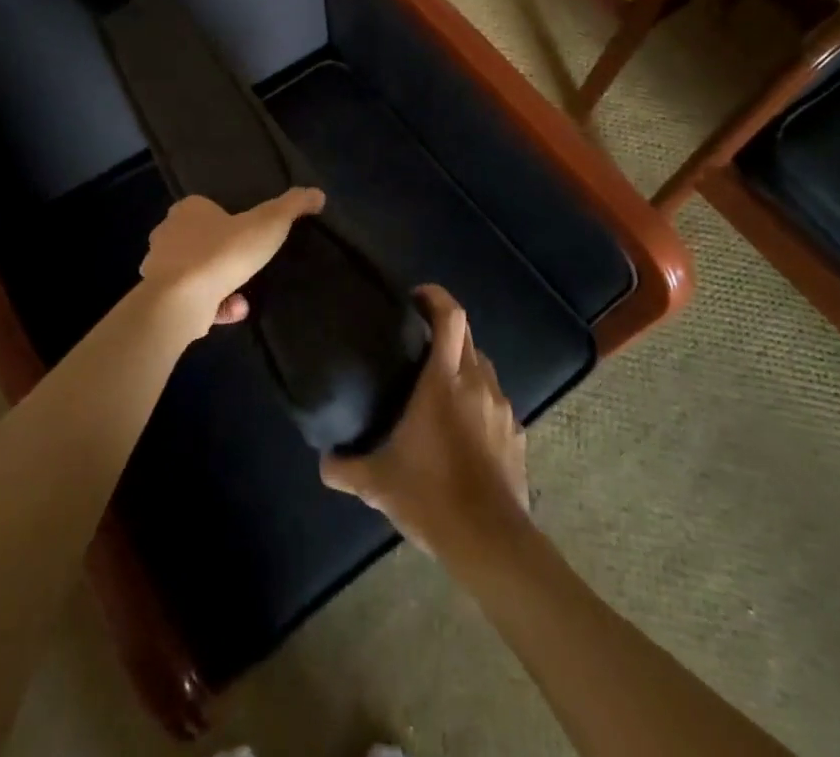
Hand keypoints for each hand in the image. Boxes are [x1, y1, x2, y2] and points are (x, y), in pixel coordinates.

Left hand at [140, 188, 324, 334]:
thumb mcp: (267, 224)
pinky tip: (235, 310)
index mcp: (188, 210)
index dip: (227, 218)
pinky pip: (193, 299)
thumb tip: (318, 193)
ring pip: (196, 271)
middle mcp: (168, 234)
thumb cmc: (221, 253)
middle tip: (248, 263)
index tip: (248, 232)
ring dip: (221, 282)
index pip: (206, 207)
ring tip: (244, 293)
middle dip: (223, 252)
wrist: (179, 301)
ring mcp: (160, 269)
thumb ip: (292, 206)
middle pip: (198, 239)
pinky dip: (214, 305)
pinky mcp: (160, 300)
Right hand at [321, 285, 529, 568]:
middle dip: (445, 329)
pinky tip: (462, 431)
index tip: (415, 297)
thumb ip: (345, 467)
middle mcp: (477, 383)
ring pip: (483, 368)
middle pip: (467, 336)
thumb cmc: (431, 496)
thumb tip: (323, 461)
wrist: (490, 541)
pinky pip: (495, 403)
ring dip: (462, 367)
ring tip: (438, 388)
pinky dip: (478, 403)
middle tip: (417, 342)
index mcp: (444, 380)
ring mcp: (502, 408)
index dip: (436, 296)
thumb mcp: (378, 483)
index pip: (451, 316)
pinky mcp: (516, 434)